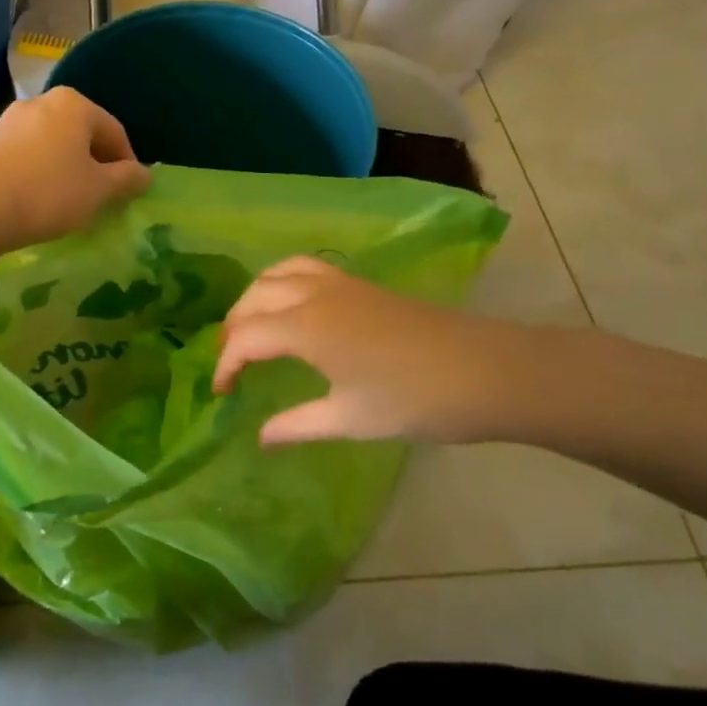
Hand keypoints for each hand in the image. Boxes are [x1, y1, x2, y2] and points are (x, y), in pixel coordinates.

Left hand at [0, 87, 150, 248]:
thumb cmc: (49, 193)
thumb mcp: (98, 190)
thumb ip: (126, 179)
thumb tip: (145, 174)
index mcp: (74, 104)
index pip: (114, 131)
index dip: (128, 162)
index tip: (129, 190)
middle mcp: (41, 101)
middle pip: (81, 133)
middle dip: (95, 162)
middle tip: (102, 195)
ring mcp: (10, 119)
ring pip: (53, 142)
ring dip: (67, 166)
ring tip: (70, 199)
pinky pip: (27, 152)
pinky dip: (40, 170)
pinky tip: (38, 197)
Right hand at [213, 256, 576, 446]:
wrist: (485, 371)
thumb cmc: (413, 400)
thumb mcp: (349, 419)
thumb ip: (297, 425)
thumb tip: (260, 437)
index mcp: (304, 327)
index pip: (245, 337)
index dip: (225, 364)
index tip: (221, 394)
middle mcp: (313, 295)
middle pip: (255, 296)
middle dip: (234, 326)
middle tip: (231, 361)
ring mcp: (339, 283)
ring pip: (278, 272)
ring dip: (256, 295)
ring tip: (252, 325)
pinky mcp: (361, 284)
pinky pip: (305, 268)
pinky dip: (283, 280)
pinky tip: (294, 306)